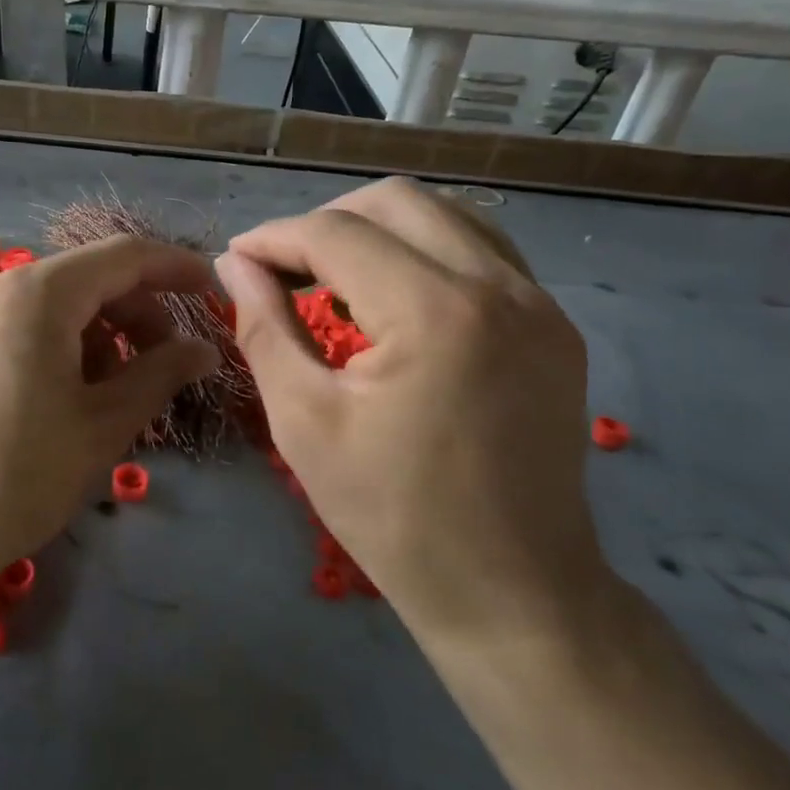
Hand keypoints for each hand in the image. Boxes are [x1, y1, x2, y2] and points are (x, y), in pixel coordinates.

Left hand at [0, 236, 218, 584]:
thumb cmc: (14, 475)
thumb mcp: (101, 426)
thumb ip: (159, 375)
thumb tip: (202, 350)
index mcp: (39, 294)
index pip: (124, 256)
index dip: (175, 267)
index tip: (212, 292)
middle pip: (88, 280)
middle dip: (138, 314)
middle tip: (168, 366)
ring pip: (54, 308)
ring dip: (100, 337)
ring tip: (116, 396)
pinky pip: (21, 330)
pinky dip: (60, 350)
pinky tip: (67, 401)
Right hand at [213, 179, 605, 650]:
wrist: (512, 589)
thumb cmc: (392, 514)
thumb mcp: (304, 421)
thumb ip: (264, 327)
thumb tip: (236, 265)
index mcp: (434, 313)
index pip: (336, 234)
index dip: (274, 239)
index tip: (236, 260)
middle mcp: (499, 286)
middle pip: (395, 200)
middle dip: (324, 222)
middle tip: (283, 269)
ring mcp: (539, 302)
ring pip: (444, 214)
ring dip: (377, 230)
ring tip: (333, 279)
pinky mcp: (554, 324)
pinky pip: (481, 251)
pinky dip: (424, 253)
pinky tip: (393, 298)